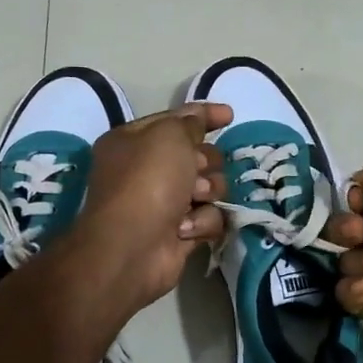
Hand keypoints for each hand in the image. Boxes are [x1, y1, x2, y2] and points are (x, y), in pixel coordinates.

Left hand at [69, 102, 231, 312]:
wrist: (132, 247)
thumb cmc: (146, 182)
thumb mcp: (168, 135)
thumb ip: (190, 122)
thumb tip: (200, 120)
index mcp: (134, 141)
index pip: (175, 120)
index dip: (203, 116)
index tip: (229, 116)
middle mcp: (147, 171)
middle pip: (198, 155)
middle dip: (205, 162)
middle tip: (197, 170)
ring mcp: (164, 203)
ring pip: (209, 187)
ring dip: (208, 192)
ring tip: (194, 200)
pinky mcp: (180, 232)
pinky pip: (208, 218)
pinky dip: (202, 222)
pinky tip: (186, 228)